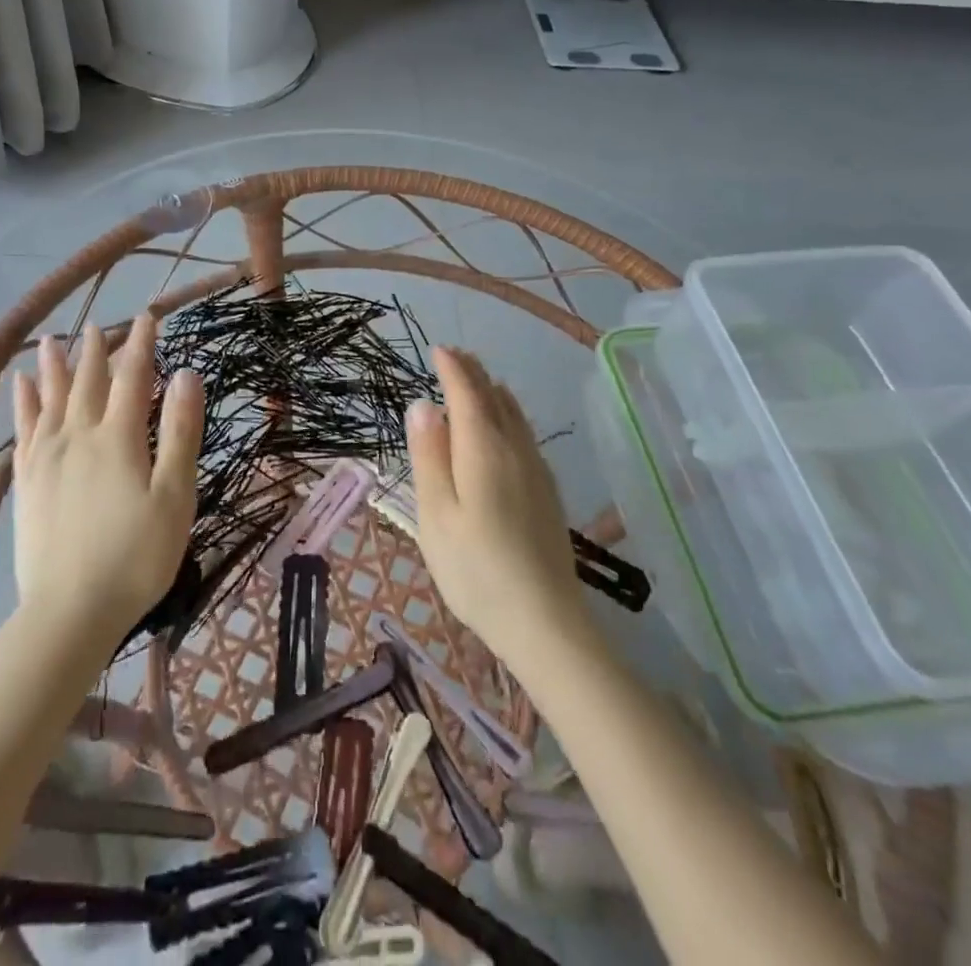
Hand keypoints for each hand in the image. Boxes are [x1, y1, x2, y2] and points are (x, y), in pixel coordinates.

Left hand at [11, 316, 202, 642]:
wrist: (69, 612)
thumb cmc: (136, 556)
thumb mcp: (174, 495)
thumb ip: (180, 432)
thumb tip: (186, 374)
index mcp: (119, 438)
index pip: (133, 377)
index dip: (141, 345)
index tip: (147, 317)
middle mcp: (79, 435)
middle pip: (89, 382)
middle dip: (97, 351)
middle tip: (100, 325)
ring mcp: (47, 457)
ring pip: (51, 398)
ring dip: (54, 367)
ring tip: (51, 341)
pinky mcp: (27, 481)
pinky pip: (24, 428)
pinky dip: (23, 402)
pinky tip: (20, 388)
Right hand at [406, 347, 589, 663]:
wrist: (544, 621)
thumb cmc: (476, 568)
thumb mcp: (436, 514)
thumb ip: (429, 456)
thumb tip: (424, 405)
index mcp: (484, 449)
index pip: (467, 393)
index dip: (453, 369)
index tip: (439, 349)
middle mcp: (515, 449)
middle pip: (494, 397)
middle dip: (473, 373)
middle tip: (455, 357)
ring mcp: (536, 469)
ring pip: (514, 414)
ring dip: (492, 391)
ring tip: (477, 381)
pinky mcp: (547, 491)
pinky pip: (524, 433)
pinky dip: (506, 414)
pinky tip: (502, 426)